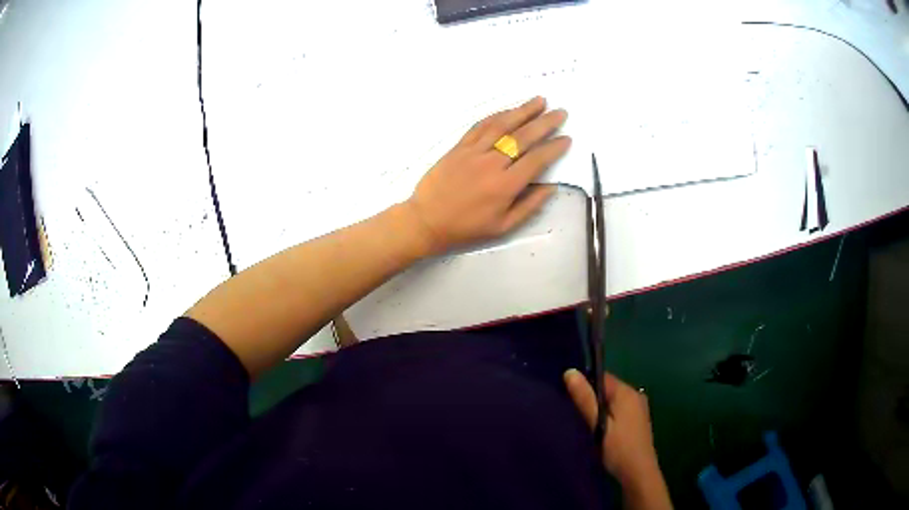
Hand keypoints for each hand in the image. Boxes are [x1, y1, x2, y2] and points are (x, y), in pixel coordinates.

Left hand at [405, 96, 570, 254]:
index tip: (566, 138)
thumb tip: (550, 186)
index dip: (554, 148)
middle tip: (560, 112)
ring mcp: (474, 152)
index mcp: (505, 186)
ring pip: (502, 126)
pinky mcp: (459, 147)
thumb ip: (529, 206)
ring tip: (540, 100)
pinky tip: (508, 110)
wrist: (426, 220)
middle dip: (545, 123)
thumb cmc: (466, 227)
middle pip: (523, 137)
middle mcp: (492, 164)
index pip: (536, 160)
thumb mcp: (502, 227)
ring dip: (523, 111)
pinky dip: (496, 116)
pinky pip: (480, 126)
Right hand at [563, 370, 664, 489]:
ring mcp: (638, 409)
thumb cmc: (618, 448)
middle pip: (607, 389)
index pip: (602, 377)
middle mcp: (635, 395)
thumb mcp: (598, 424)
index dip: (584, 384)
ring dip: (598, 409)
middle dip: (590, 398)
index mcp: (627, 393)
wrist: (638, 473)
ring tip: (582, 422)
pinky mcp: (637, 421)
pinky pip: (618, 411)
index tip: (568, 396)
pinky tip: (597, 430)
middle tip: (572, 412)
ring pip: (612, 401)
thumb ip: (585, 399)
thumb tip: (570, 371)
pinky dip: (607, 416)